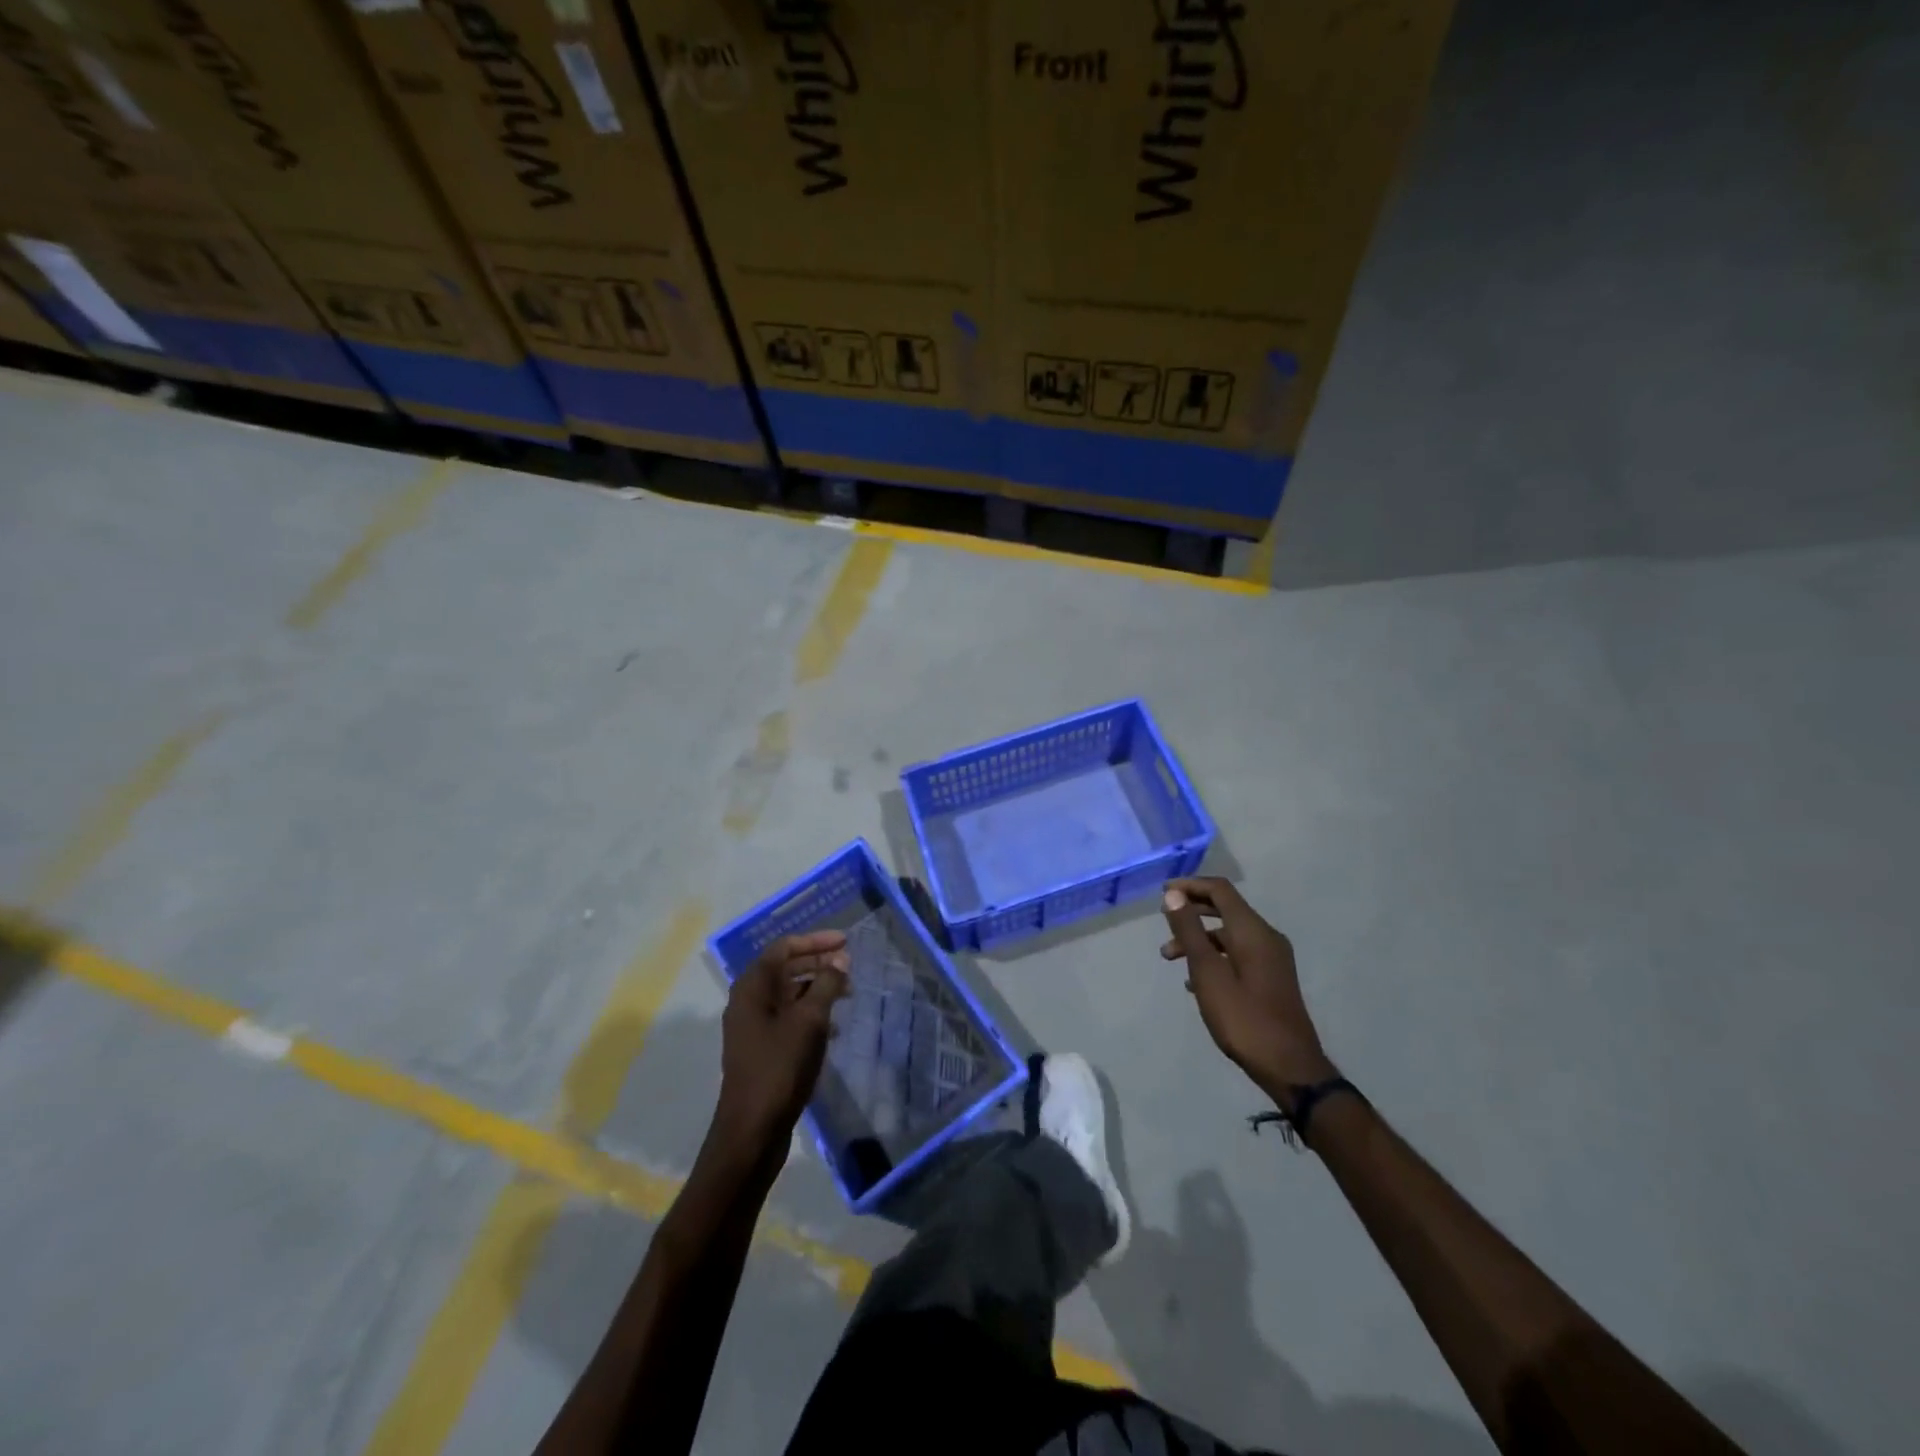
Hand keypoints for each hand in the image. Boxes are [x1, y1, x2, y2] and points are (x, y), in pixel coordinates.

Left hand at [713, 932, 849, 1153]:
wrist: (752, 1130)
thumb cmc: (780, 1067)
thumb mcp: (810, 1021)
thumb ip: (826, 984)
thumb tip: (840, 958)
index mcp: (752, 987)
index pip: (784, 947)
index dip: (815, 940)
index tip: (845, 941)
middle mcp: (748, 1001)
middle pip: (785, 968)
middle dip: (818, 963)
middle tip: (849, 967)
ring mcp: (752, 1026)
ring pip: (788, 994)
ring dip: (817, 989)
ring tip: (847, 995)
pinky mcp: (761, 1049)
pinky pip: (788, 1017)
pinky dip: (811, 1014)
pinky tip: (834, 1028)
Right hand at [1161, 878, 1335, 1107]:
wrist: (1290, 1067)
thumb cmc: (1244, 1018)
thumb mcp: (1208, 973)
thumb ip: (1189, 931)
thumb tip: (1173, 895)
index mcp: (1252, 931)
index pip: (1220, 890)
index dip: (1190, 886)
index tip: (1162, 893)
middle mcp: (1266, 937)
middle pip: (1225, 909)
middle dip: (1192, 911)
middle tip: (1163, 920)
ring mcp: (1272, 959)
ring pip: (1229, 935)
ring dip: (1198, 938)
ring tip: (1169, 957)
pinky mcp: (1271, 978)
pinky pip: (1237, 954)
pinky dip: (1213, 956)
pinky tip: (1194, 981)